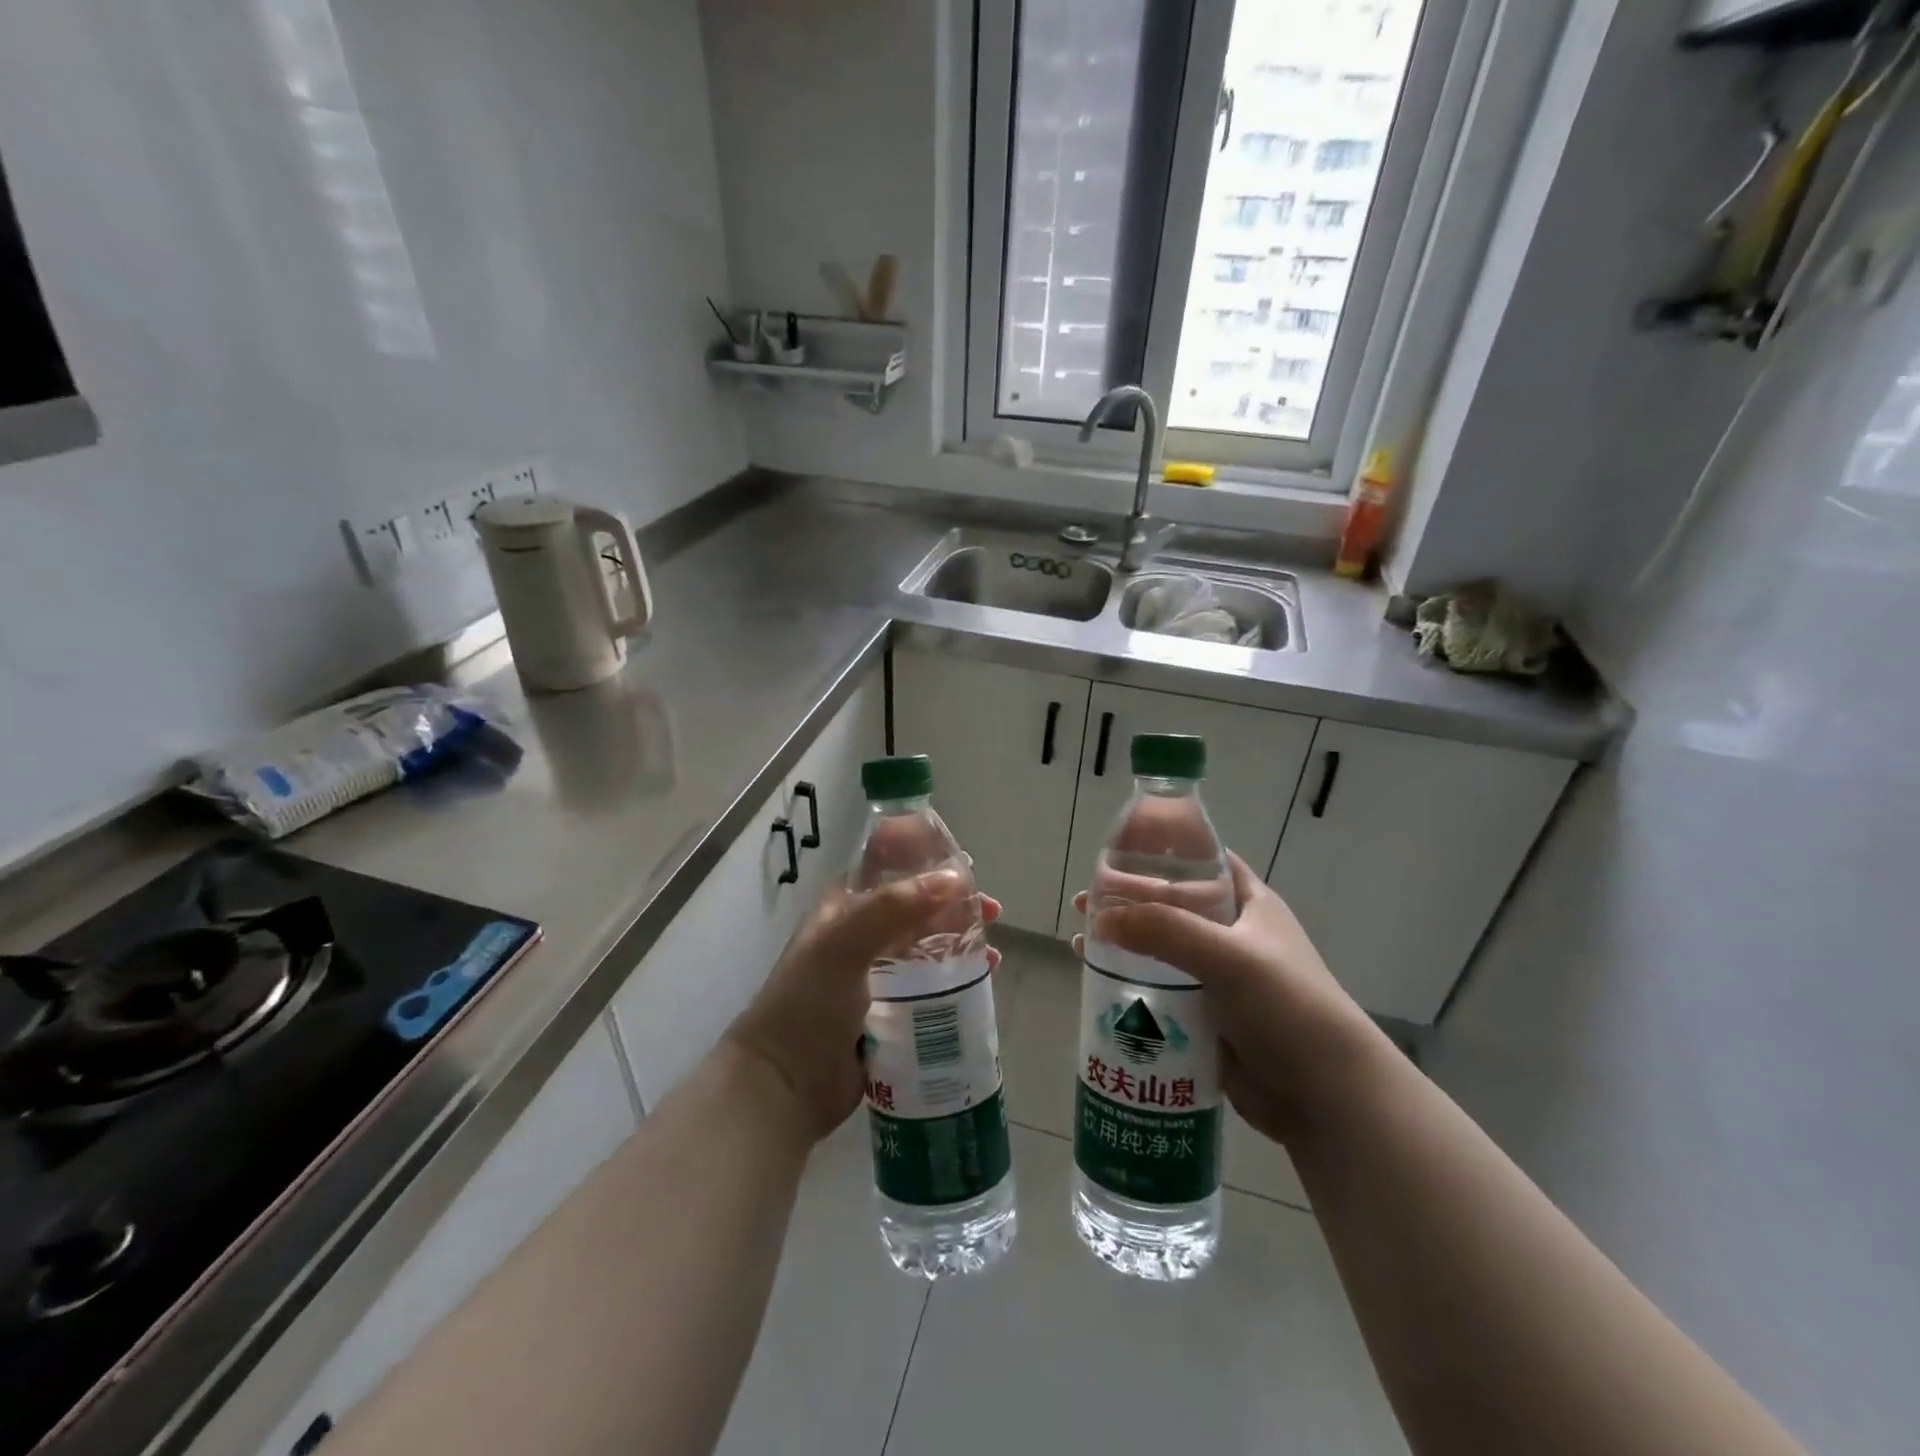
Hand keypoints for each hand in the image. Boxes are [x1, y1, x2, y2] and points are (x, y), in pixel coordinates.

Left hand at [726, 875, 1002, 1140]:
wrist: (784, 1086)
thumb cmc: (808, 1003)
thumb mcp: (844, 944)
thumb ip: (894, 907)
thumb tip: (955, 879)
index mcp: (844, 909)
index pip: (887, 868)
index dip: (923, 860)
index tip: (962, 864)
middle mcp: (861, 936)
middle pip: (916, 908)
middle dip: (954, 904)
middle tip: (990, 909)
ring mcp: (877, 975)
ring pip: (928, 946)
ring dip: (960, 941)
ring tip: (992, 948)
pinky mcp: (892, 1011)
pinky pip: (931, 985)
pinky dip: (956, 977)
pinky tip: (982, 979)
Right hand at [1073, 853, 1375, 1145]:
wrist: (1326, 1096)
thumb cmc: (1286, 1006)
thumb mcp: (1227, 956)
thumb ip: (1164, 931)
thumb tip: (1099, 918)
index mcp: (1249, 906)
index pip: (1205, 862)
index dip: (1167, 850)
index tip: (1120, 848)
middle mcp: (1233, 936)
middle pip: (1172, 907)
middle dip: (1129, 902)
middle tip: (1085, 901)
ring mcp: (1219, 980)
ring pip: (1161, 952)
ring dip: (1124, 945)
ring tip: (1081, 942)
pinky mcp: (1207, 1019)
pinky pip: (1161, 994)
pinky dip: (1130, 987)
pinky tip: (1097, 985)